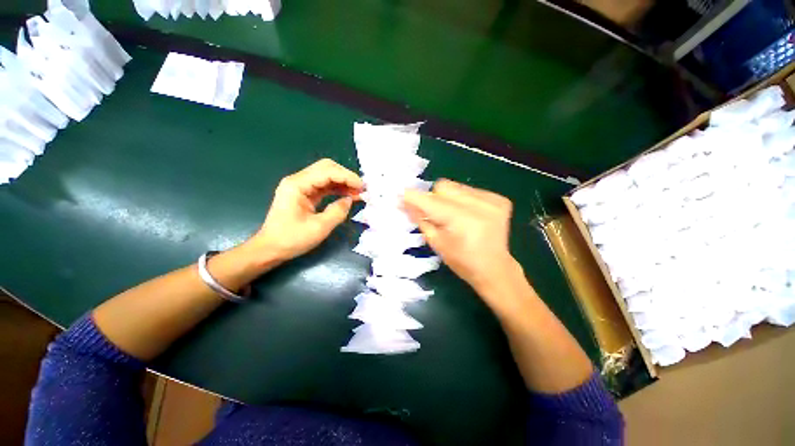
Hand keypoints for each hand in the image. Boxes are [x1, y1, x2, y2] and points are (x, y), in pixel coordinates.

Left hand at [243, 159, 363, 267]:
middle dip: (346, 176)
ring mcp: (301, 186)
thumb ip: (337, 212)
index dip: (347, 177)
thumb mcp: (319, 228)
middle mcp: (298, 180)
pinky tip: (348, 195)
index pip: (327, 172)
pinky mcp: (305, 194)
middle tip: (361, 189)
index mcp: (297, 185)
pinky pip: (324, 186)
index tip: (363, 187)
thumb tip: (350, 200)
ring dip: (343, 182)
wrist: (270, 249)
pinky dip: (337, 189)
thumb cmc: (291, 239)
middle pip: (326, 168)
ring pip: (327, 175)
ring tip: (358, 193)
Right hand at [403, 179, 517, 294]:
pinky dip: (462, 200)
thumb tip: (404, 202)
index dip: (413, 197)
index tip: (401, 196)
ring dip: (448, 198)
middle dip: (433, 198)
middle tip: (434, 214)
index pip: (430, 201)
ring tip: (453, 216)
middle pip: (442, 186)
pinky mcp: (500, 199)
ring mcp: (492, 201)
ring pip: (455, 186)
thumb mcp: (436, 242)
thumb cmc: (462, 262)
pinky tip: (467, 215)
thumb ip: (420, 219)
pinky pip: (470, 190)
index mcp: (461, 221)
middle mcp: (479, 206)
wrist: (495, 269)